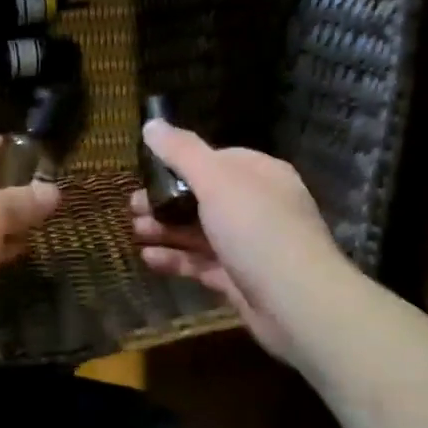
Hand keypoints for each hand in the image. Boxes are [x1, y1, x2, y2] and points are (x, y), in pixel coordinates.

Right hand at [131, 121, 349, 366]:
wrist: (296, 303)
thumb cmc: (257, 230)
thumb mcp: (217, 181)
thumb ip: (182, 152)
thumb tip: (151, 124)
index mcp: (260, 175)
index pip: (217, 159)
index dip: (180, 163)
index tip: (146, 171)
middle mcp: (257, 207)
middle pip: (203, 197)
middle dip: (165, 200)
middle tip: (131, 206)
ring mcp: (248, 246)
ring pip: (199, 232)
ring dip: (165, 230)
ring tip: (133, 231)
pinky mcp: (238, 279)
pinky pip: (200, 263)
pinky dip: (175, 259)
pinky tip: (147, 258)